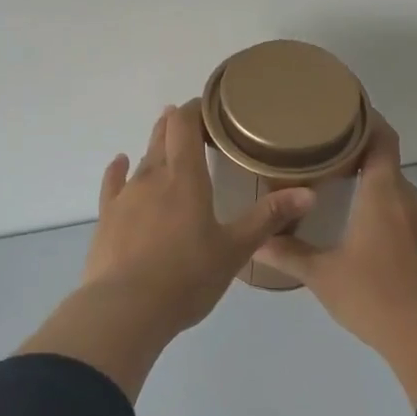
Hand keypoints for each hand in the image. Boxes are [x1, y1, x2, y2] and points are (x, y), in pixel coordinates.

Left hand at [20, 103, 313, 399]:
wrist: (125, 309)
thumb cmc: (187, 277)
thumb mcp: (234, 250)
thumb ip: (268, 218)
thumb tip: (309, 193)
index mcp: (185, 179)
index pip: (185, 127)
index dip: (195, 110)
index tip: (208, 106)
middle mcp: (152, 178)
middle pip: (162, 138)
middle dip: (175, 125)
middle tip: (188, 118)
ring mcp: (125, 197)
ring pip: (141, 160)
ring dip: (153, 146)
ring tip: (163, 136)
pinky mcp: (107, 219)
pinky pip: (113, 184)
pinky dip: (118, 170)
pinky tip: (120, 162)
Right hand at [255, 112, 416, 404]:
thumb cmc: (370, 294)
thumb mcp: (321, 274)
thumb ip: (287, 253)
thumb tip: (255, 241)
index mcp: (383, 195)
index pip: (383, 141)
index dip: (370, 121)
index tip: (348, 113)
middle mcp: (409, 201)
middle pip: (389, 167)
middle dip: (363, 159)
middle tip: (329, 161)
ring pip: (400, 195)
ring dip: (377, 191)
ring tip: (346, 199)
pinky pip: (410, 220)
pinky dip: (391, 217)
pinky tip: (371, 239)